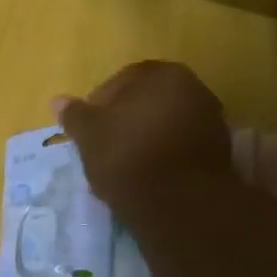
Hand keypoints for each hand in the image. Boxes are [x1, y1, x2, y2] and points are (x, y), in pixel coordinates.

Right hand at [55, 61, 234, 214]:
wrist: (178, 202)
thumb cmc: (126, 156)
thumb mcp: (89, 135)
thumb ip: (74, 114)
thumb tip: (57, 101)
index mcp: (161, 74)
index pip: (120, 81)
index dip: (99, 105)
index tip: (87, 130)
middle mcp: (193, 87)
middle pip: (147, 102)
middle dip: (125, 121)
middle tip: (104, 146)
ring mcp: (211, 119)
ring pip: (165, 124)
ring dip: (145, 139)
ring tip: (124, 166)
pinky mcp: (219, 152)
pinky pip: (180, 146)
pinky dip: (163, 156)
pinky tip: (147, 176)